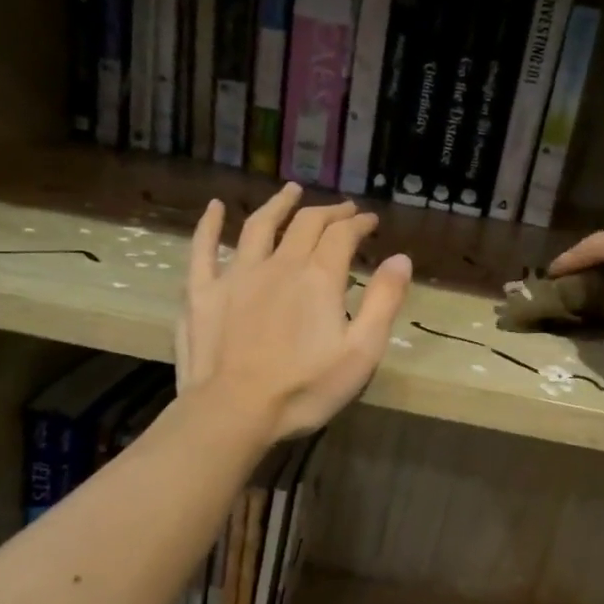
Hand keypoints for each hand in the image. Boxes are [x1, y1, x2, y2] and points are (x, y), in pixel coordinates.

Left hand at [177, 184, 412, 440]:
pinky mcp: (202, 292)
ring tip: (291, 190)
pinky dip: (209, 224)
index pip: (342, 235)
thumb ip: (384, 301)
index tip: (370, 221)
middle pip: (305, 224)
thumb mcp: (361, 352)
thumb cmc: (304, 389)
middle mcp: (279, 264)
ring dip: (278, 204)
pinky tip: (215, 207)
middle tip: (343, 210)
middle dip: (328, 212)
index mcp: (318, 278)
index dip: (359, 223)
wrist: (233, 412)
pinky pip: (203, 248)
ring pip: (259, 226)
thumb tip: (401, 258)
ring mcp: (236, 275)